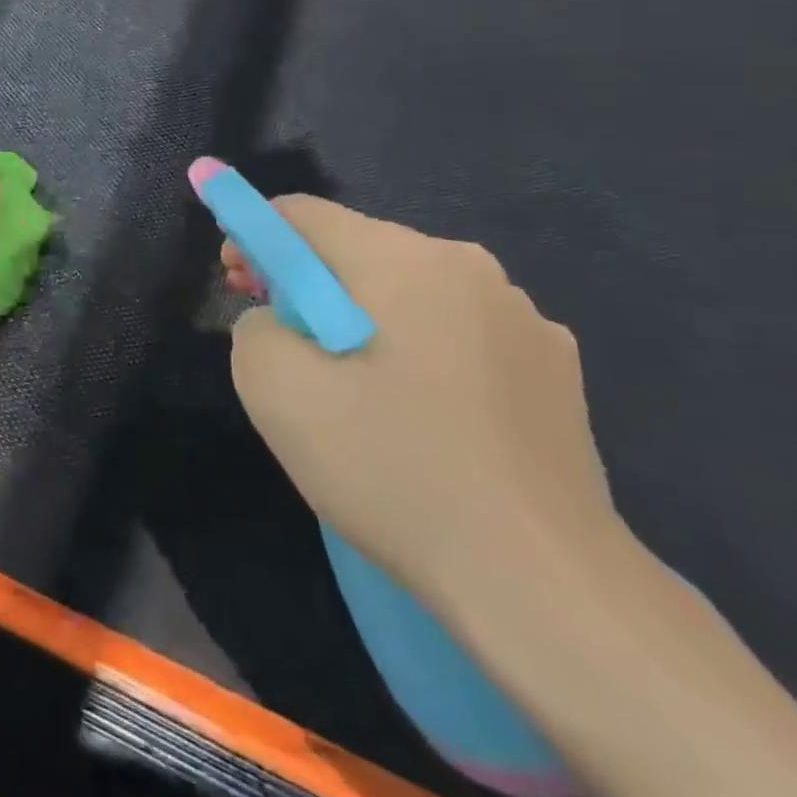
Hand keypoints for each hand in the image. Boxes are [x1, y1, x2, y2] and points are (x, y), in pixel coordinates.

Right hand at [222, 195, 621, 601]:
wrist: (542, 583)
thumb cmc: (392, 470)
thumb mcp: (275, 389)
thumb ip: (253, 326)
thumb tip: (279, 320)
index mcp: (404, 260)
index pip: (302, 214)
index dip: (255, 239)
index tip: (240, 289)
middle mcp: (470, 267)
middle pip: (356, 248)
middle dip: (307, 284)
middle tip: (286, 348)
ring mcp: (524, 317)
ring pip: (408, 291)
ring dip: (363, 318)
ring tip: (354, 392)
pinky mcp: (556, 368)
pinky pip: (457, 331)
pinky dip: (419, 350)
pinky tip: (421, 416)